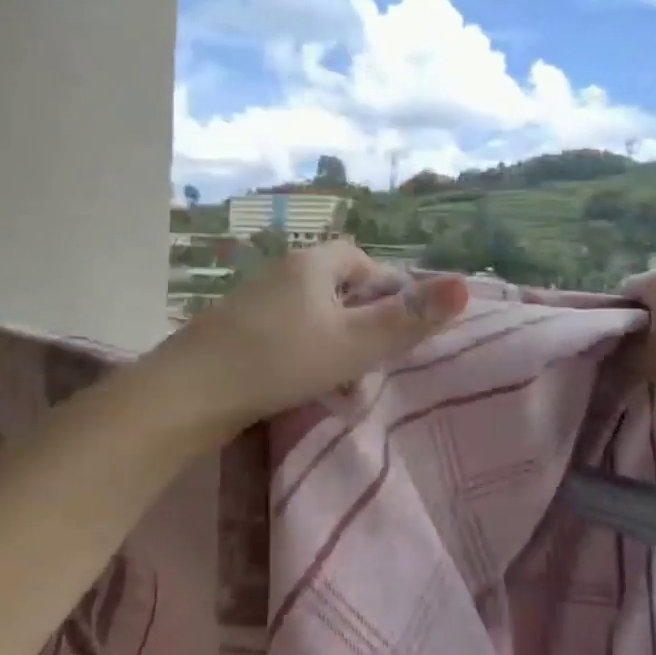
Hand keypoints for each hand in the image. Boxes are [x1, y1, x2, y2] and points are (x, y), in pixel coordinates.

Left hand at [151, 243, 469, 436]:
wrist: (190, 393)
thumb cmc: (279, 360)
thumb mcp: (353, 343)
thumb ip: (408, 320)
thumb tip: (465, 284)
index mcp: (311, 265)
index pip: (360, 260)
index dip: (385, 289)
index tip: (397, 327)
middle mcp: (281, 275)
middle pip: (336, 290)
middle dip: (361, 323)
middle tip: (372, 361)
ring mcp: (254, 305)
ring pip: (311, 318)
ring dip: (333, 346)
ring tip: (344, 387)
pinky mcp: (235, 334)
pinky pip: (285, 337)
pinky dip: (303, 357)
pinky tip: (304, 389)